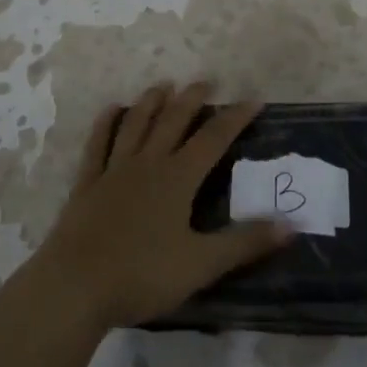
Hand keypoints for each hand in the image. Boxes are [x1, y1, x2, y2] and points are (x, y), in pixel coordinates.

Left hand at [28, 82, 291, 330]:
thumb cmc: (142, 275)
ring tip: (164, 85)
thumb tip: (290, 225)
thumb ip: (245, 243)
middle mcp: (148, 163)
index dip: (235, 118)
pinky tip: (112, 110)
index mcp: (178, 178)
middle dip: (193, 99)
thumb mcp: (201, 264)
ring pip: (136, 124)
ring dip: (151, 102)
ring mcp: (114, 170)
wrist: (75, 286)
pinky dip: (107, 123)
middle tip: (206, 81)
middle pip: (173, 121)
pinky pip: (98, 144)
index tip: (253, 99)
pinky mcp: (87, 183)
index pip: (213, 139)